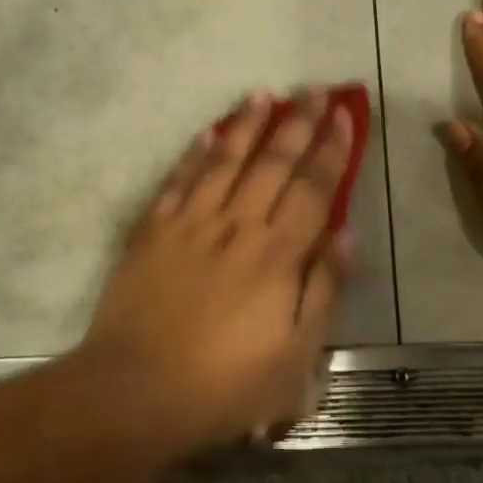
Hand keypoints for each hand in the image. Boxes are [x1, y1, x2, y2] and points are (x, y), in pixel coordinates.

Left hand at [80, 91, 355, 448]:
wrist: (136, 392)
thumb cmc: (226, 385)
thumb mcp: (297, 359)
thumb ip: (324, 291)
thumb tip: (346, 235)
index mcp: (278, 255)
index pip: (314, 188)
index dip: (332, 149)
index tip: (344, 115)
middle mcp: (238, 225)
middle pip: (274, 162)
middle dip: (298, 123)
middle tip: (315, 91)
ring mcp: (191, 223)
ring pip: (225, 160)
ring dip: (248, 124)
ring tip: (265, 94)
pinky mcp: (152, 231)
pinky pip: (178, 180)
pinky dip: (195, 153)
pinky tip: (208, 132)